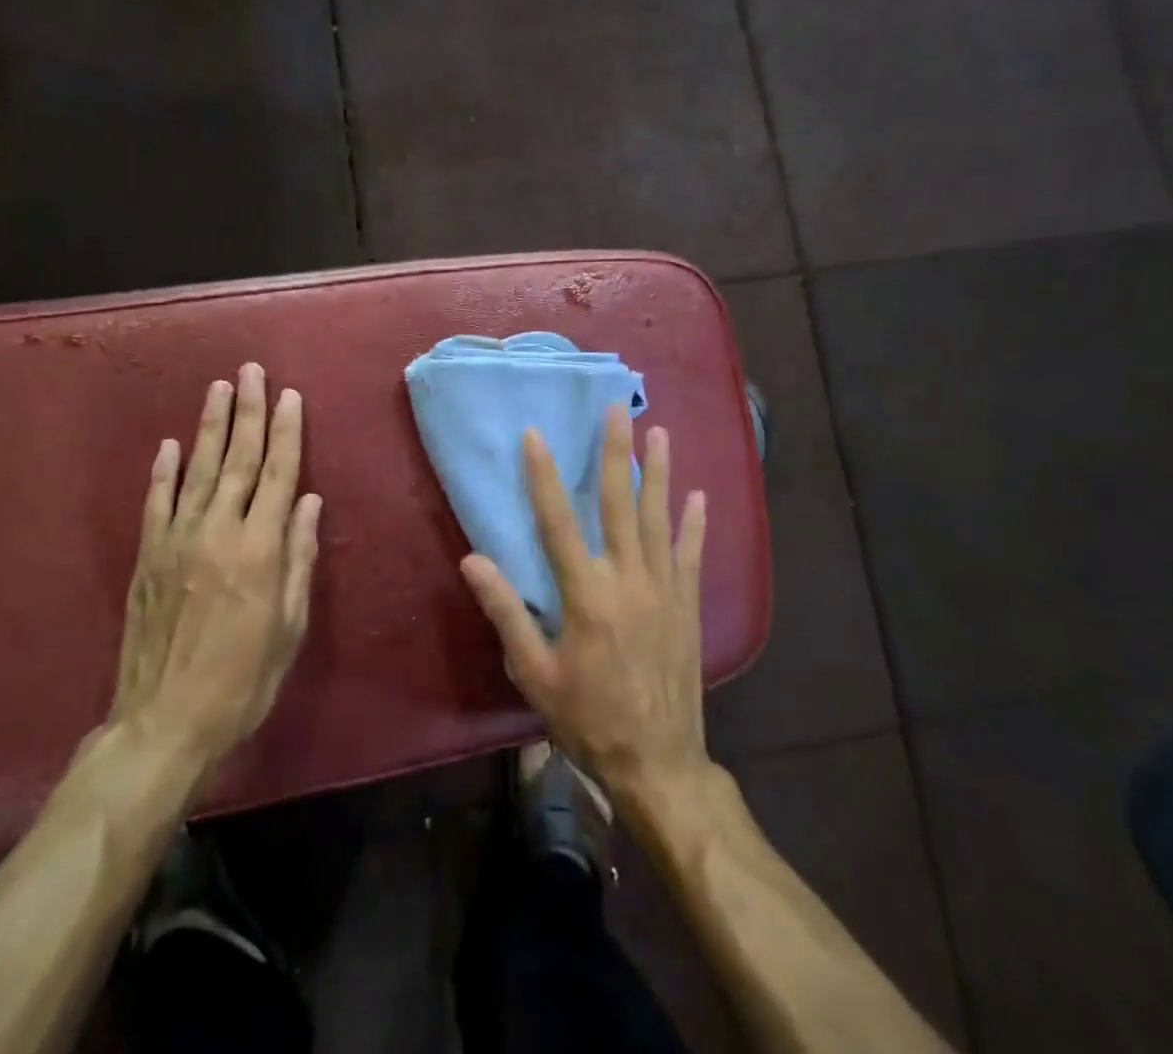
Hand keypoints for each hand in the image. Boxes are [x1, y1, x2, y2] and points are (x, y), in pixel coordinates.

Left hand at [110, 364, 321, 772]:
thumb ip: (299, 558)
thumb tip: (311, 502)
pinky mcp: (147, 557)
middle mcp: (218, 532)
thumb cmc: (243, 680)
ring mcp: (177, 541)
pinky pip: (157, 502)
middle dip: (250, 412)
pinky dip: (164, 471)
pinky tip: (170, 444)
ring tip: (220, 388)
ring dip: (211, 426)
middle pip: (239, 459)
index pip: (280, 475)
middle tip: (252, 371)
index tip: (290, 396)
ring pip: (198, 469)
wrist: (163, 723)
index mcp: (259, 549)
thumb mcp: (289, 626)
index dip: (287, 432)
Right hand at [459, 406, 709, 804]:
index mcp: (586, 595)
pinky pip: (693, 555)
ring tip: (659, 432)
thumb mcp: (534, 673)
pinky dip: (695, 524)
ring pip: (660, 518)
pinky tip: (699, 496)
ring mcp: (665, 590)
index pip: (557, 521)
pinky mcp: (689, 606)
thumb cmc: (587, 718)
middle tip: (616, 409)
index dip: (543, 475)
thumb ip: (506, 612)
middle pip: (619, 503)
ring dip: (659, 473)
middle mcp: (628, 580)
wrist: (658, 763)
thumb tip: (472, 561)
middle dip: (615, 452)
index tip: (536, 434)